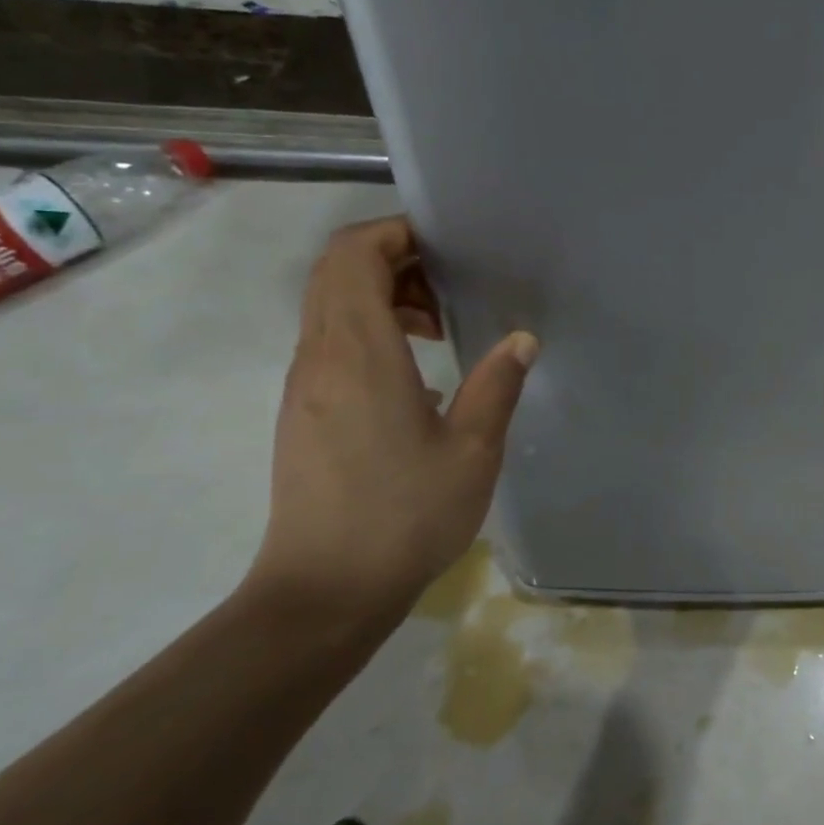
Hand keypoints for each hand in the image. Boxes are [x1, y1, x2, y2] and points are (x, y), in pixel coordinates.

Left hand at [245, 216, 536, 631]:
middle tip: (449, 285)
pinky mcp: (302, 411)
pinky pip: (329, 342)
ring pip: (329, 306)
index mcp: (360, 354)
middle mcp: (320, 357)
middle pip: (335, 272)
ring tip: (439, 328)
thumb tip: (520, 339)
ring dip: (380, 296)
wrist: (324, 591)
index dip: (394, 233)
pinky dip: (368, 331)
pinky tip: (417, 373)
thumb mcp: (473, 450)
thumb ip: (496, 385)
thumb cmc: (406, 515)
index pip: (354, 256)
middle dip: (391, 258)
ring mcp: (304, 385)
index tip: (446, 246)